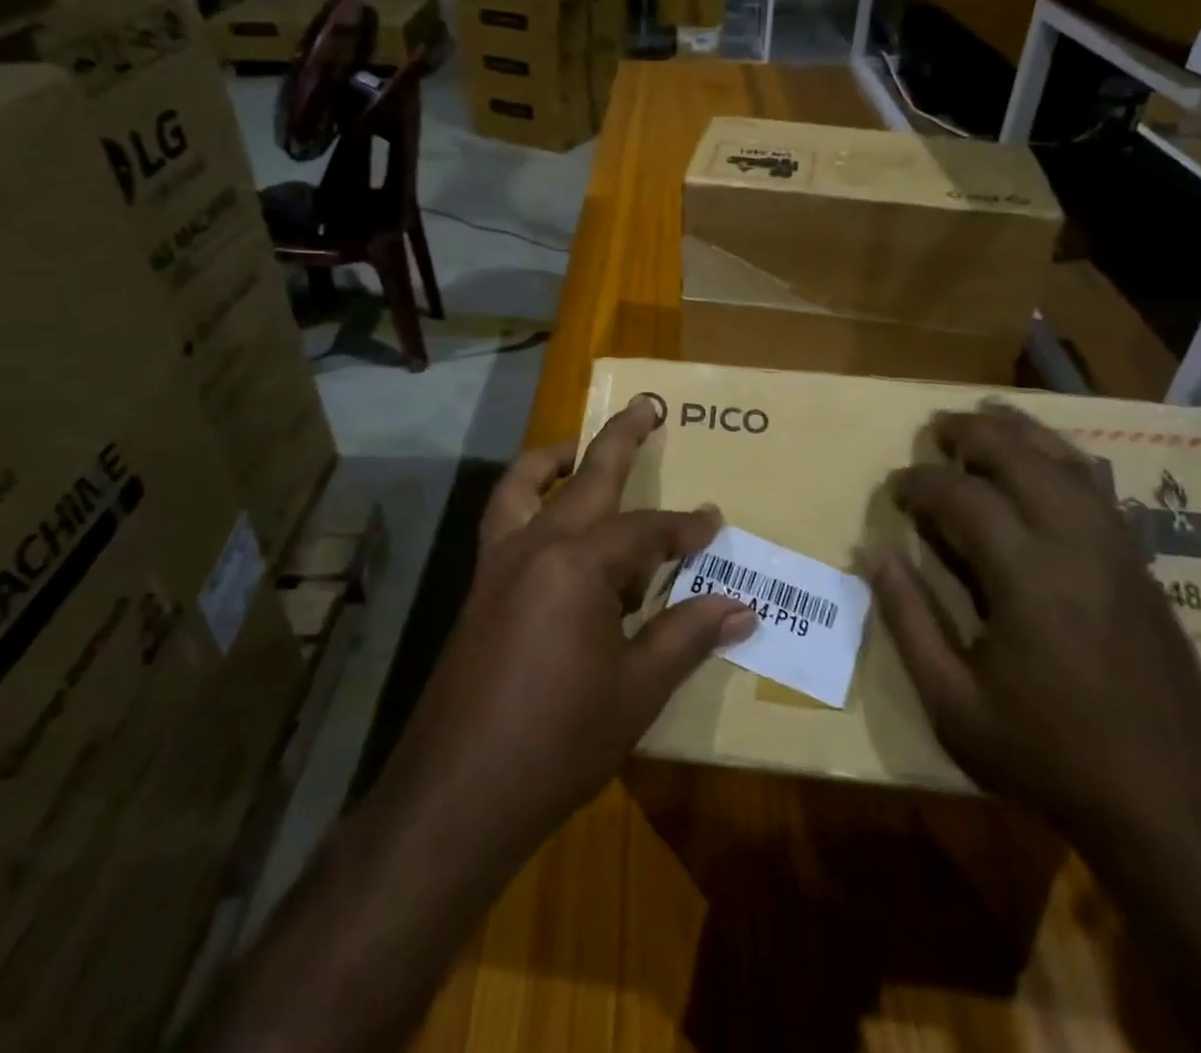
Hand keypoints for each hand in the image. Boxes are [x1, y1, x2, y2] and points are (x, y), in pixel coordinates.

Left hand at [376, 397, 756, 855]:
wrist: (458, 794)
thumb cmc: (558, 740)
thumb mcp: (638, 689)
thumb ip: (687, 635)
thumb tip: (742, 606)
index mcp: (578, 564)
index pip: (646, 531)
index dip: (685, 527)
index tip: (715, 522)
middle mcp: (534, 545)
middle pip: (586, 478)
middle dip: (620, 441)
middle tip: (644, 407)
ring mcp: (498, 563)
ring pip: (522, 486)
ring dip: (553, 459)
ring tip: (578, 448)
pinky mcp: (479, 588)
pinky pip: (503, 522)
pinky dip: (525, 501)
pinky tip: (547, 525)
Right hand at [869, 404, 1200, 852]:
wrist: (1170, 809)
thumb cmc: (1047, 756)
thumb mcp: (953, 702)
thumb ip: (907, 619)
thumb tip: (870, 554)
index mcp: (1026, 575)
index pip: (962, 496)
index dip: (920, 482)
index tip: (895, 487)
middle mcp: (1076, 544)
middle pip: (1020, 456)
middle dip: (971, 433)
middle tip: (934, 428)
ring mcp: (1118, 551)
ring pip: (1068, 462)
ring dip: (1021, 432)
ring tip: (986, 416)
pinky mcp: (1143, 567)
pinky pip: (1102, 489)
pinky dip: (1066, 458)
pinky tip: (1050, 458)